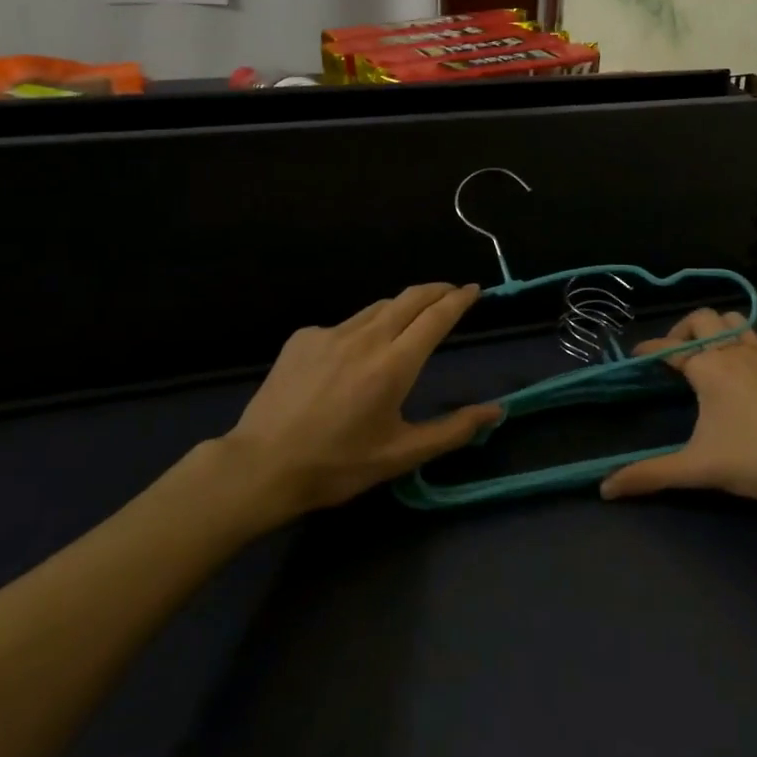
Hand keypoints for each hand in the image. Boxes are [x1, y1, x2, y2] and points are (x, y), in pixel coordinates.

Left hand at [221, 283, 496, 514]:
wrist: (260, 467)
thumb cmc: (338, 465)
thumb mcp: (402, 455)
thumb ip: (453, 430)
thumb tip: (496, 412)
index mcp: (394, 365)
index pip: (436, 317)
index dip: (459, 300)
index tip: (475, 289)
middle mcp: (365, 338)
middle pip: (410, 298)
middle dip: (436, 290)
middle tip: (452, 293)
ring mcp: (330, 333)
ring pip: (377, 308)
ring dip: (402, 307)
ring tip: (411, 319)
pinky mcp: (303, 338)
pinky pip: (344, 325)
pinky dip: (362, 330)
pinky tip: (355, 355)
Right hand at [598, 309, 756, 501]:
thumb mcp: (698, 468)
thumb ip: (651, 474)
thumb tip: (606, 488)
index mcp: (707, 366)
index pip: (668, 347)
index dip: (648, 349)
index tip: (636, 356)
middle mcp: (732, 348)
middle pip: (701, 318)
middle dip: (682, 330)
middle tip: (675, 355)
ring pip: (732, 319)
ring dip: (715, 328)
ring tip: (708, 352)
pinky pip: (755, 335)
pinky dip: (742, 339)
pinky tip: (743, 363)